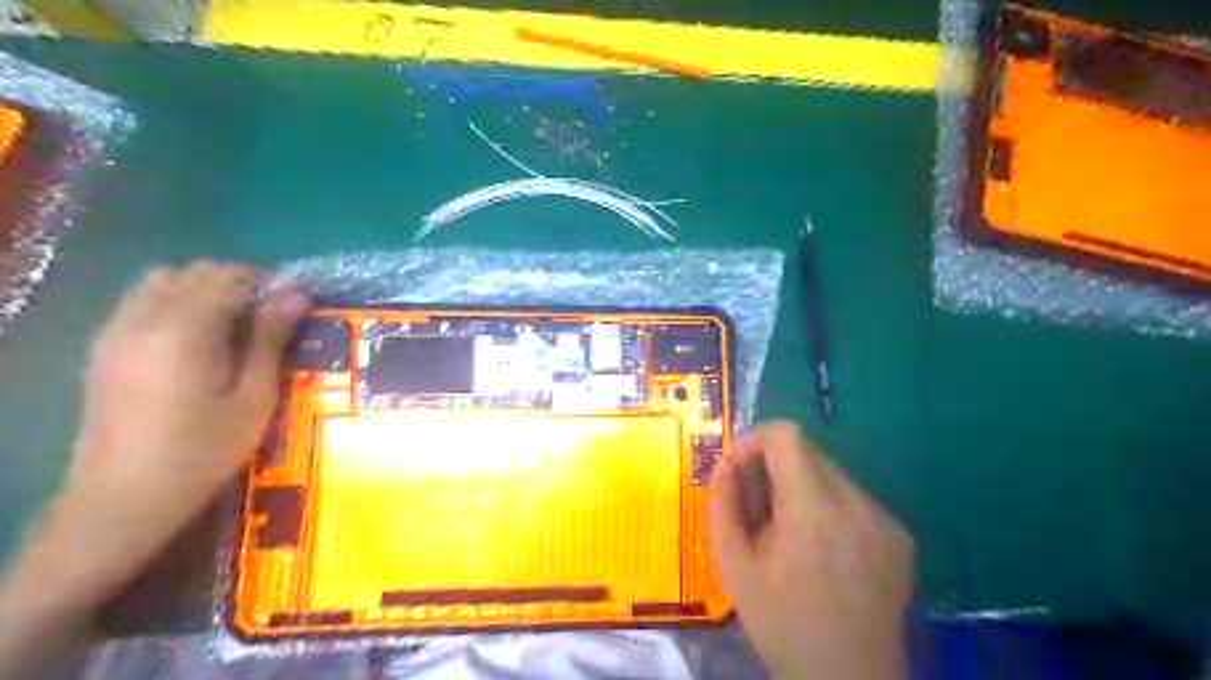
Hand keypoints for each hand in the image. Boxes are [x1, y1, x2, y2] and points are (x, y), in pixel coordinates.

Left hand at [11, 262, 306, 607]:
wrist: (124, 497)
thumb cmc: (204, 449)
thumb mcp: (253, 396)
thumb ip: (270, 339)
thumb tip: (295, 295)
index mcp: (184, 329)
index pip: (228, 278)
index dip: (267, 283)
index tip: (296, 303)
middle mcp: (143, 319)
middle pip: (192, 272)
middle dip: (236, 281)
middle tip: (270, 313)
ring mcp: (115, 332)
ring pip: (161, 281)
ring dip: (203, 288)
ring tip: (236, 321)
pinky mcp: (104, 349)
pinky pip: (140, 302)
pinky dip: (174, 302)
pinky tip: (197, 337)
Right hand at [707, 421, 912, 679]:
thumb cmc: (782, 623)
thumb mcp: (733, 566)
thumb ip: (722, 504)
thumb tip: (725, 464)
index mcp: (813, 510)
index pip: (786, 435)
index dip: (755, 441)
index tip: (739, 471)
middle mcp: (856, 504)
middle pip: (808, 452)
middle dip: (773, 467)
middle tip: (757, 507)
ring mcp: (884, 519)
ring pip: (830, 473)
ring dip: (800, 487)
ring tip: (788, 532)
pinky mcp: (900, 535)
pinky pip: (853, 499)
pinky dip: (827, 507)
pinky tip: (821, 549)